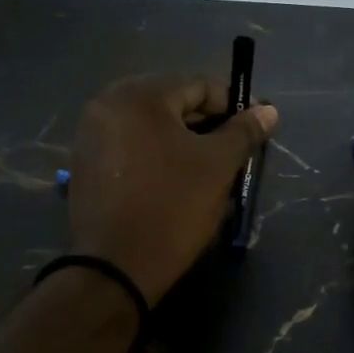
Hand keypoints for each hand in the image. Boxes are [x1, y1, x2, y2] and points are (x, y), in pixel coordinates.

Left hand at [68, 75, 277, 304]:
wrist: (115, 268)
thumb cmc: (172, 207)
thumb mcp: (217, 166)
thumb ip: (243, 132)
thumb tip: (268, 110)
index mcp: (139, 95)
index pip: (197, 84)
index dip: (232, 105)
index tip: (254, 128)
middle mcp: (107, 103)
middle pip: (171, 102)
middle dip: (206, 123)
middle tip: (233, 150)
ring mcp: (90, 134)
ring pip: (150, 126)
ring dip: (182, 140)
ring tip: (208, 167)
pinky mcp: (85, 164)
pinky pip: (130, 146)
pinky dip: (156, 154)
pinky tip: (175, 179)